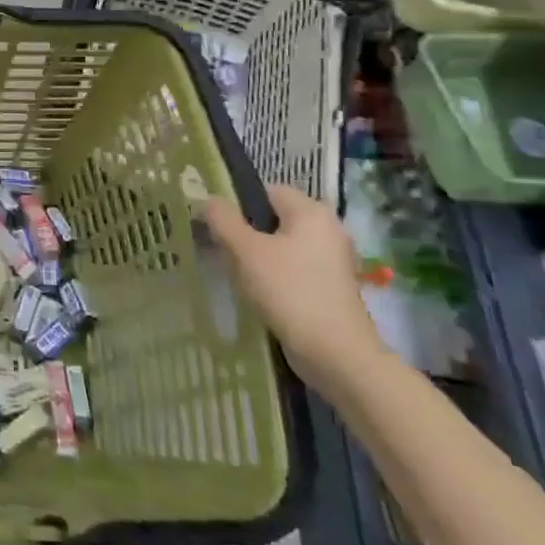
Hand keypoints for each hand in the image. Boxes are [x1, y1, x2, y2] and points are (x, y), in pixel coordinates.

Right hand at [202, 184, 386, 384]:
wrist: (335, 353)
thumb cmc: (289, 291)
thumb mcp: (245, 250)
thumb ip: (223, 219)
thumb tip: (209, 199)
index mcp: (312, 213)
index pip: (267, 191)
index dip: (239, 203)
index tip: (217, 225)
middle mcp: (328, 230)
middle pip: (274, 219)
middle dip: (246, 233)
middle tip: (223, 250)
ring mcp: (332, 261)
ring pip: (282, 246)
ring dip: (258, 257)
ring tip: (238, 274)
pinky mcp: (330, 287)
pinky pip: (293, 269)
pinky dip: (275, 276)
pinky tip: (259, 293)